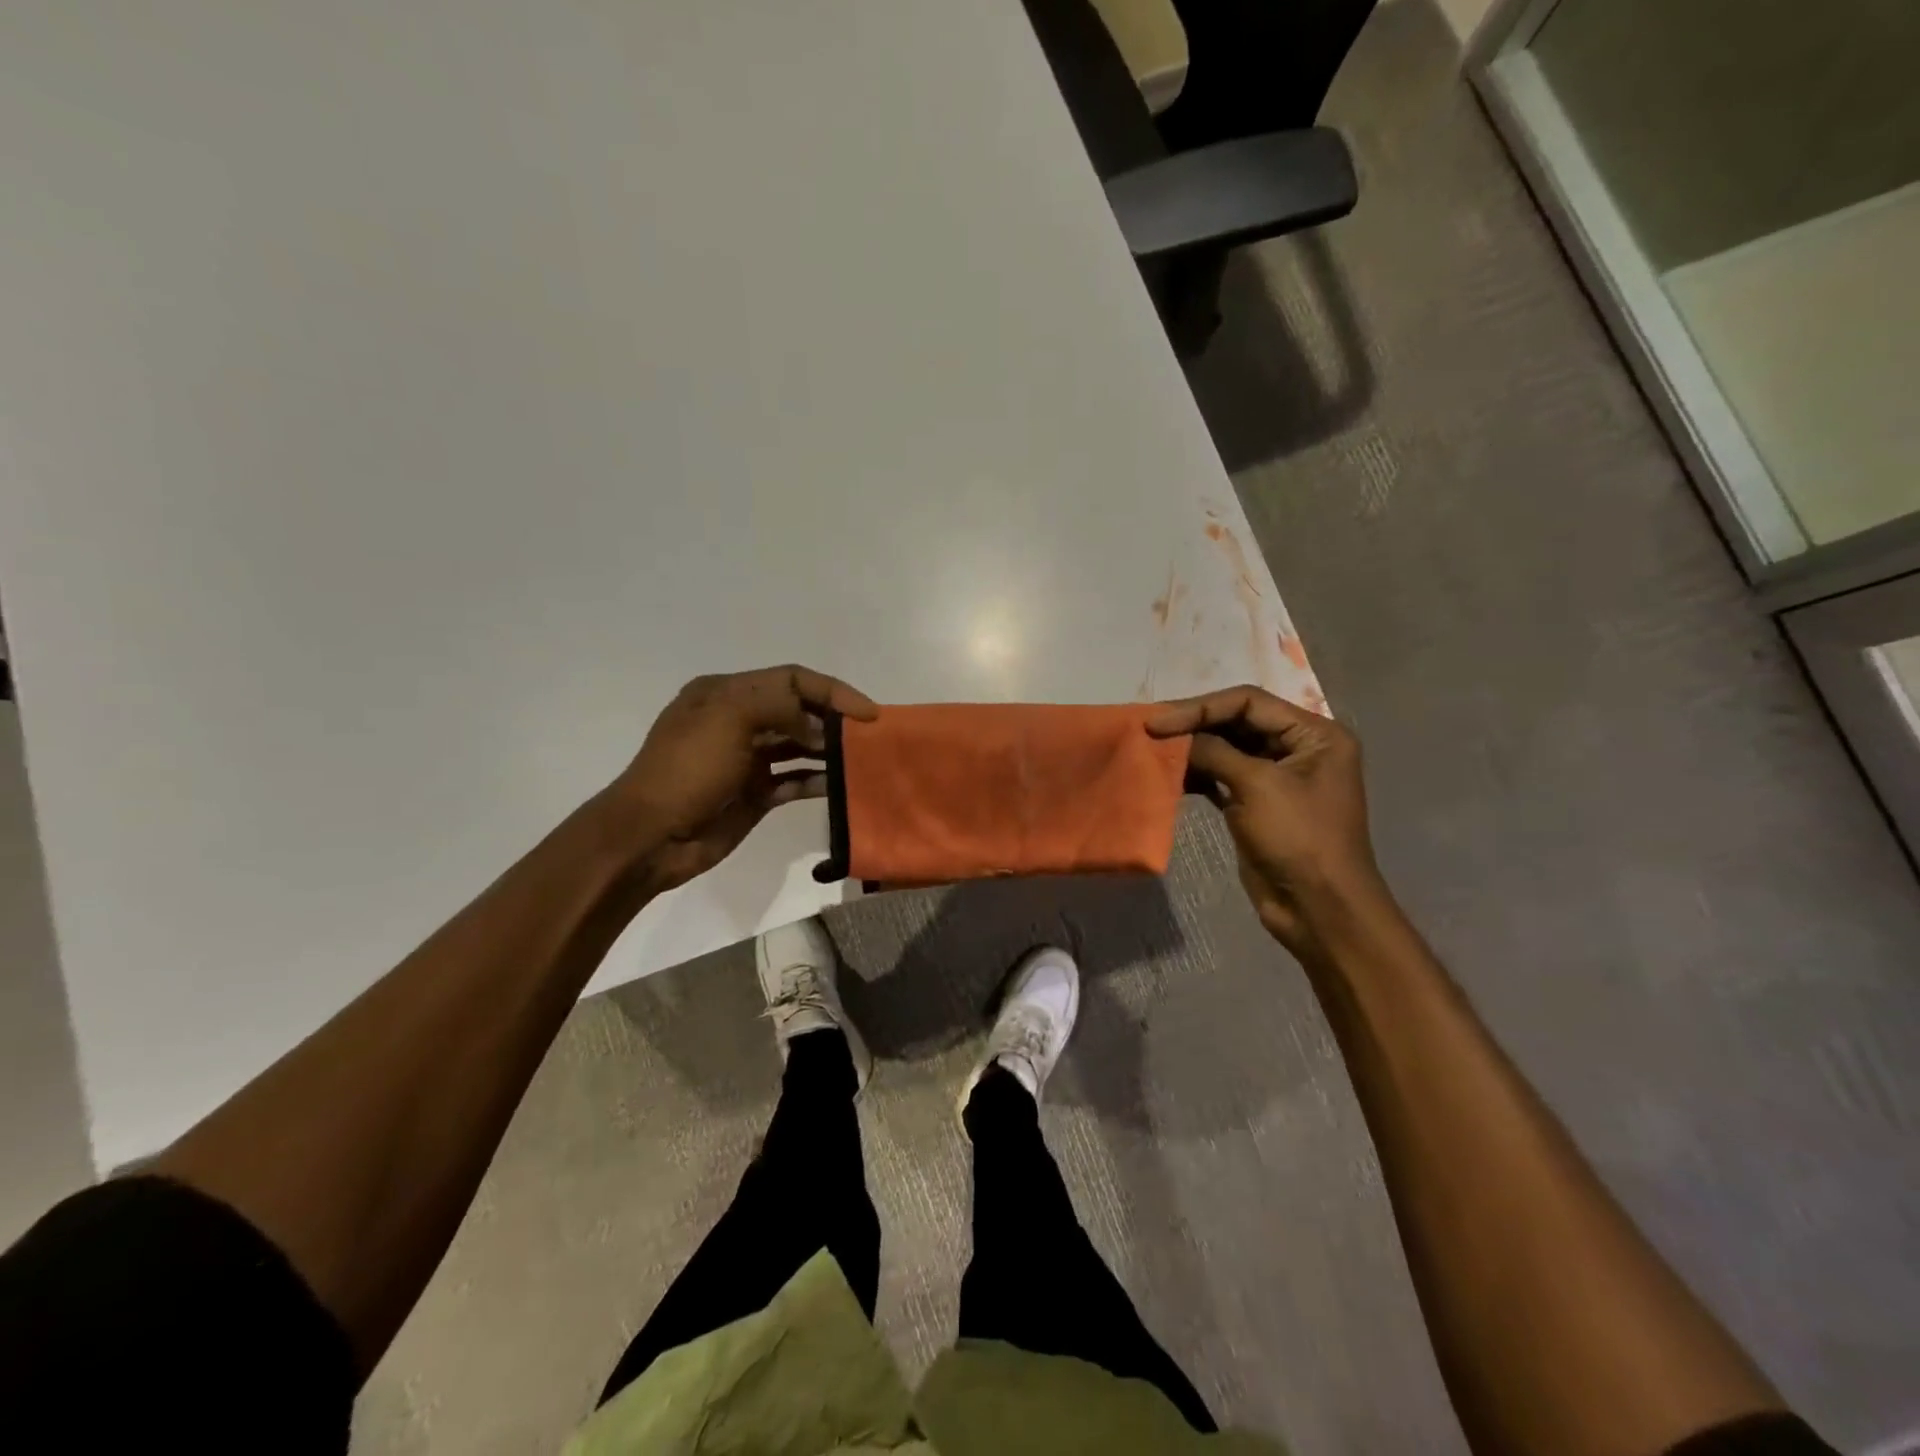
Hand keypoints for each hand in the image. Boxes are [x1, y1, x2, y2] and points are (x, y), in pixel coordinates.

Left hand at [607, 665, 877, 892]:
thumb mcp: (729, 719)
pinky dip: (818, 780)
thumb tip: (816, 726)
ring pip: (800, 745)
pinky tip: (842, 786)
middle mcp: (738, 720)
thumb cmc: (687, 770)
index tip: (867, 712)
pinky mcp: (755, 793)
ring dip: (830, 749)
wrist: (650, 837)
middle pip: (798, 710)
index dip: (832, 691)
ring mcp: (747, 758)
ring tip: (863, 759)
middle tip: (869, 737)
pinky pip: (795, 780)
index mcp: (726, 692)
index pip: (791, 679)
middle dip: (834, 719)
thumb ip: (779, 706)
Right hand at [1148, 685, 1385, 952]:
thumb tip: (1173, 735)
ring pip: (1225, 749)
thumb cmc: (1298, 838)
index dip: (1200, 707)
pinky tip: (1169, 776)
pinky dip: (1196, 775)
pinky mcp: (1256, 804)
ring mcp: (1276, 777)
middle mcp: (1298, 748)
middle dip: (1194, 725)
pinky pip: (1221, 777)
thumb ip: (1214, 751)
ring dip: (1191, 750)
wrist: (1318, 909)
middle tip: (1149, 730)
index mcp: (1315, 733)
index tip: (1157, 721)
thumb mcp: (1257, 785)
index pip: (1249, 702)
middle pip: (1236, 722)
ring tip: (1153, 751)